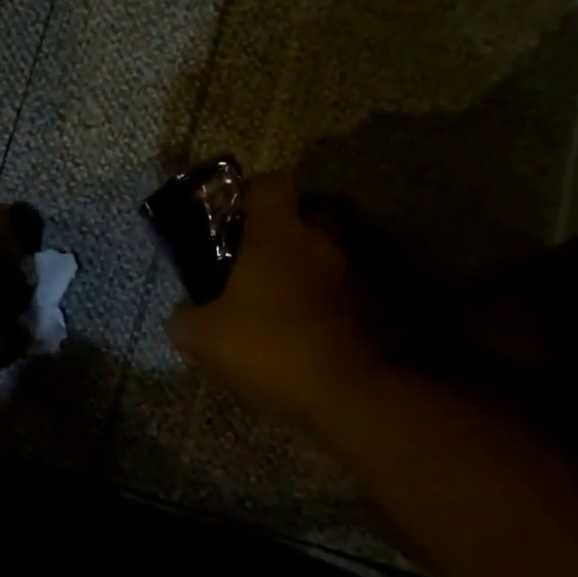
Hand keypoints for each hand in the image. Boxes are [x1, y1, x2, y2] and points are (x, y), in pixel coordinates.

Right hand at [168, 174, 382, 427]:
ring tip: (295, 311)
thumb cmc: (275, 348)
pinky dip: (343, 301)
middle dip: (282, 241)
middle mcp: (327, 234)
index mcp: (279, 232)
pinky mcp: (393, 296)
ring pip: (332, 253)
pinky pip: (358, 286)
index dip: (247, 198)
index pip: (266, 184)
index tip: (234, 226)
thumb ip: (184, 318)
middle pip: (302, 219)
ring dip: (315, 272)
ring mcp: (367, 263)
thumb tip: (183, 314)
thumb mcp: (204, 340)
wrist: (361, 392)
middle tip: (260, 277)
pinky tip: (326, 334)